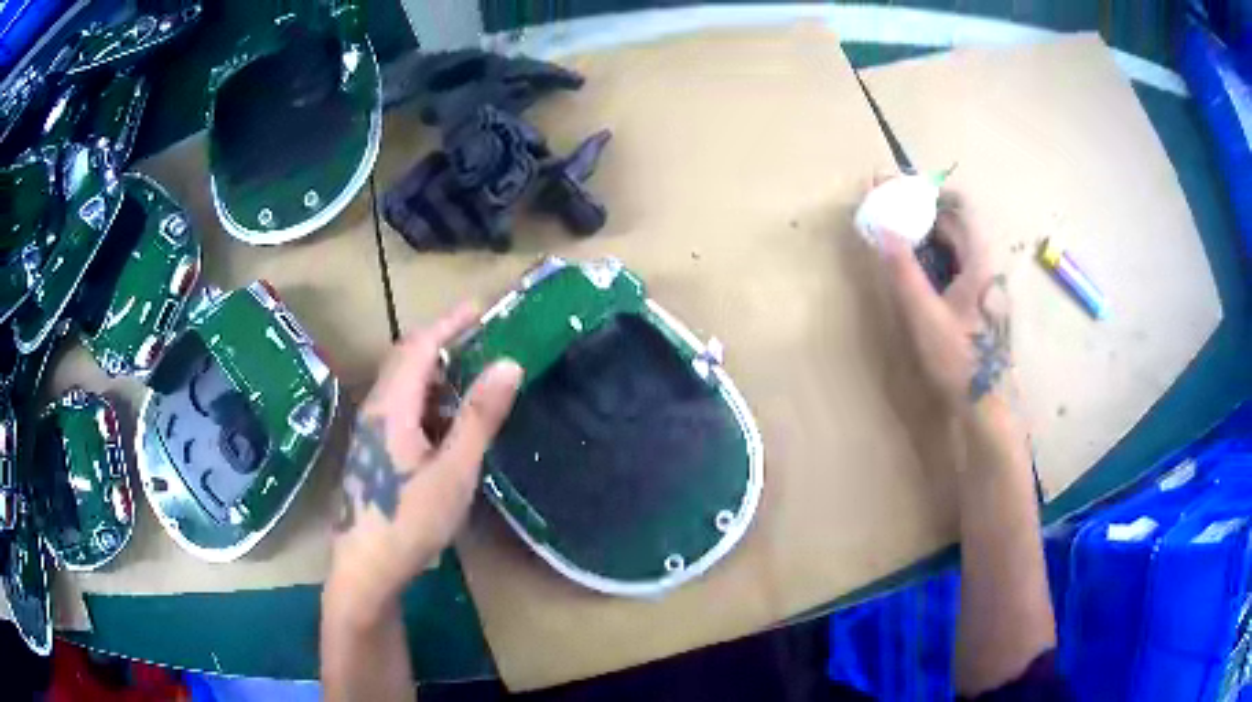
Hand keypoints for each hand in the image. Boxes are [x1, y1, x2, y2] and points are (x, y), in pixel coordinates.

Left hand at [324, 303, 522, 622]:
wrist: (366, 570)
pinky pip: (400, 410)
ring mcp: (370, 433)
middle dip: (441, 342)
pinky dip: (426, 401)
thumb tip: (509, 363)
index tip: (480, 308)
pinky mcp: (372, 453)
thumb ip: (479, 416)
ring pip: (402, 386)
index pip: (419, 346)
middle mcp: (375, 410)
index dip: (449, 323)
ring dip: (434, 373)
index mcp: (392, 407)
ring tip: (470, 377)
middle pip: (405, 360)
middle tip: (480, 338)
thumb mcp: (454, 470)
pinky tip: (446, 423)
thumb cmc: (410, 520)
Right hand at [876, 186, 1010, 409]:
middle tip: (883, 207)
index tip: (894, 187)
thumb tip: (882, 226)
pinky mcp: (976, 303)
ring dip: (922, 233)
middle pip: (954, 224)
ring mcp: (982, 286)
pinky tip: (911, 265)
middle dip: (918, 210)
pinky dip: (929, 255)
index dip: (926, 193)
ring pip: (952, 246)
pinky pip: (952, 265)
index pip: (957, 208)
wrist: (986, 406)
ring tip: (889, 230)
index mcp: (979, 263)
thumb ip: (903, 269)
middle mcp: (984, 267)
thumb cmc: (959, 360)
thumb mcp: (925, 315)